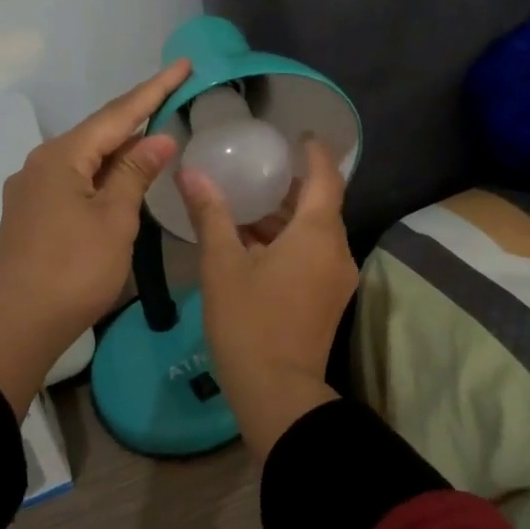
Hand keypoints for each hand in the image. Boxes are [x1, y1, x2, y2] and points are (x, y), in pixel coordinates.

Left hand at [0, 59, 190, 415]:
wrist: (18, 323)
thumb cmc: (75, 269)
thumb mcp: (115, 219)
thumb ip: (136, 173)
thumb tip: (158, 138)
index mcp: (62, 156)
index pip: (118, 113)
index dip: (154, 89)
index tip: (182, 64)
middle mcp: (42, 162)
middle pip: (99, 131)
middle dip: (137, 114)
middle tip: (174, 95)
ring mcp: (32, 188)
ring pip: (86, 156)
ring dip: (121, 146)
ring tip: (155, 134)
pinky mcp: (32, 213)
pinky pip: (75, 178)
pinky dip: (104, 172)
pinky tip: (121, 177)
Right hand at [178, 139, 358, 458]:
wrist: (277, 393)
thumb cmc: (249, 322)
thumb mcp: (223, 265)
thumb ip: (211, 214)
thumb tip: (192, 172)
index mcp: (318, 234)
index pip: (326, 177)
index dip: (315, 153)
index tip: (298, 135)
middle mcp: (337, 250)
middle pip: (321, 205)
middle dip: (292, 186)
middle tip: (259, 168)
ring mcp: (336, 278)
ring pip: (315, 233)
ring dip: (286, 218)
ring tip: (247, 205)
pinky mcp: (328, 300)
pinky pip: (313, 256)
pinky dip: (290, 242)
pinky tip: (254, 245)